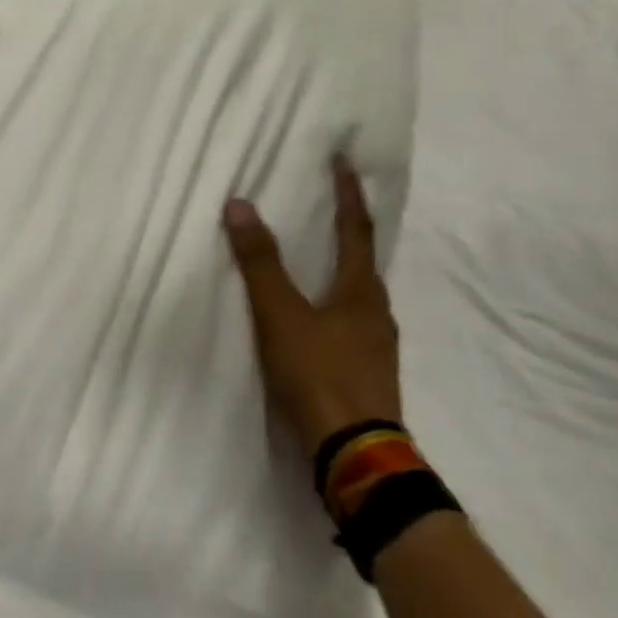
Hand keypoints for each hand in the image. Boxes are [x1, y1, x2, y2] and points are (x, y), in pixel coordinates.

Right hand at [224, 157, 401, 457]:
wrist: (357, 457)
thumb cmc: (319, 375)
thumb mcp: (280, 315)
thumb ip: (259, 262)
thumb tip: (239, 204)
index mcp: (359, 290)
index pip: (355, 228)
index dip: (348, 193)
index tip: (344, 160)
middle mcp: (376, 311)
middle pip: (364, 260)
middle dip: (349, 229)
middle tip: (330, 206)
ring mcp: (378, 345)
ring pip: (361, 293)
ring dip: (344, 268)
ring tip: (322, 259)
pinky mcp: (371, 373)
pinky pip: (355, 321)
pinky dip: (338, 303)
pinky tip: (322, 318)